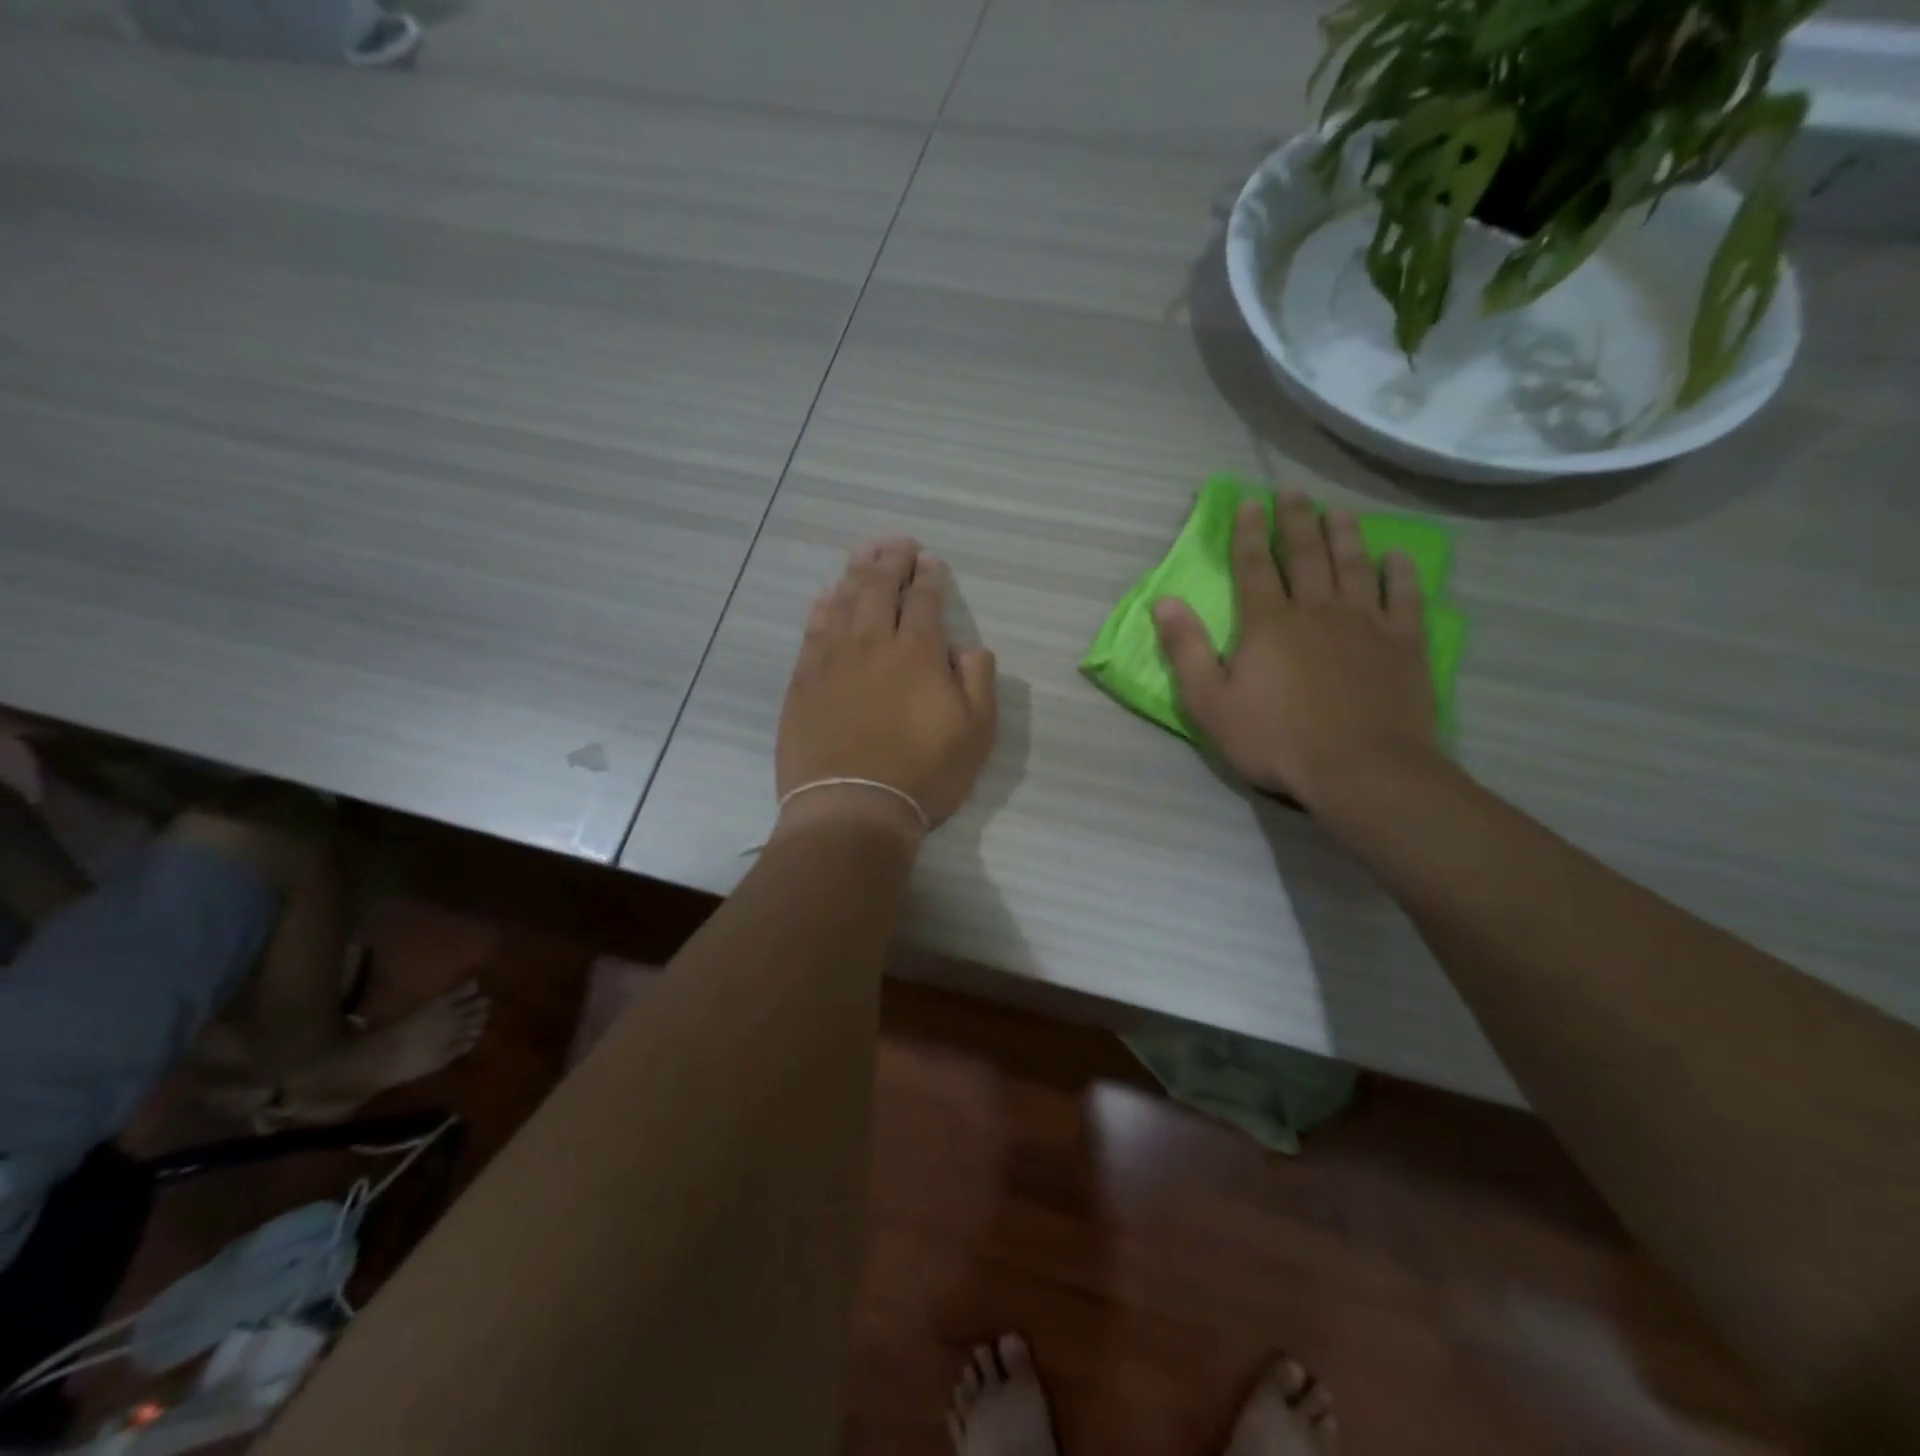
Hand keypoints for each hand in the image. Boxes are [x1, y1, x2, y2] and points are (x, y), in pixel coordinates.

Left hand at [774, 537, 997, 844]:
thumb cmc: (923, 774)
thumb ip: (977, 682)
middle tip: (897, 543)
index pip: (925, 601)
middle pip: (880, 589)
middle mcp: (874, 644)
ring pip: (845, 601)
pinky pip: (814, 629)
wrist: (852, 808)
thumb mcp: (976, 734)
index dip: (929, 577)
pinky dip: (824, 605)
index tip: (930, 560)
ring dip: (857, 572)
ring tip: (864, 552)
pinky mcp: (804, 680)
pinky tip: (829, 594)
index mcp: (919, 654)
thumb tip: (967, 648)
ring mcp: (833, 660)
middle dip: (891, 561)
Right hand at [1152, 493, 1441, 812]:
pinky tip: (1396, 557)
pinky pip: (1404, 598)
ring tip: (1339, 512)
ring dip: (1345, 535)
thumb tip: (1164, 602)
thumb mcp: (1210, 704)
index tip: (1248, 502)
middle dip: (1296, 520)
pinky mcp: (1404, 644)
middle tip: (1294, 491)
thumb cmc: (1276, 740)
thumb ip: (1185, 650)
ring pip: (1354, 566)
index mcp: (1268, 623)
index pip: (1253, 565)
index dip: (1248, 532)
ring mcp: (1366, 623)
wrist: (1360, 770)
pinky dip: (1399, 574)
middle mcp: (1317, 610)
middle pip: (1306, 554)